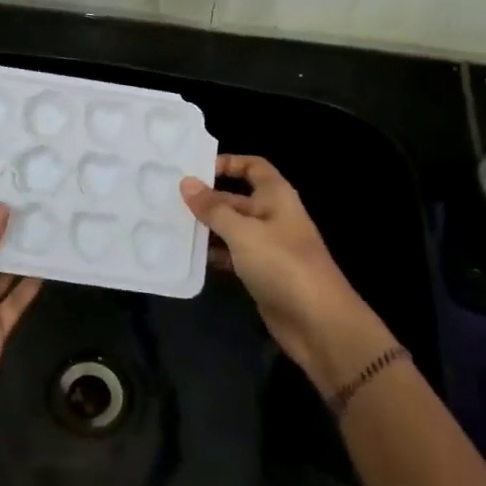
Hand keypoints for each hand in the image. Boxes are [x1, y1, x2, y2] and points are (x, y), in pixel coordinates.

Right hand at [180, 155, 392, 390]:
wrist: (317, 321)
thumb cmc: (282, 264)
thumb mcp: (243, 232)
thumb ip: (213, 208)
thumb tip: (186, 183)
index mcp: (276, 197)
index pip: (253, 167)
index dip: (228, 163)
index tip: (195, 170)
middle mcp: (272, 216)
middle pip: (236, 199)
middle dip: (206, 200)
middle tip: (167, 200)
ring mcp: (267, 246)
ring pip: (231, 229)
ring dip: (206, 228)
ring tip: (169, 225)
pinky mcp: (261, 273)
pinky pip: (232, 255)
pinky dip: (212, 254)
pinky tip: (187, 255)